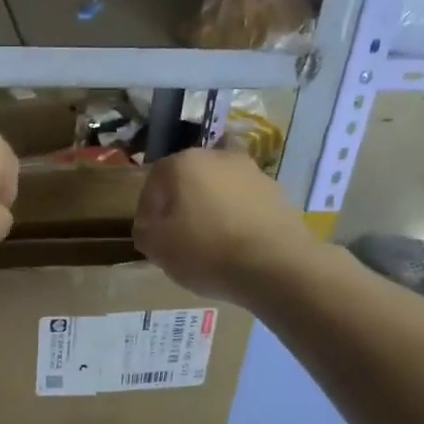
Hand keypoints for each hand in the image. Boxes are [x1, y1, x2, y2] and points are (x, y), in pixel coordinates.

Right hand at [133, 149, 318, 303]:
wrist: (277, 266)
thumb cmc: (206, 251)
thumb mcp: (158, 248)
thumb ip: (144, 232)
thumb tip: (150, 227)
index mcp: (183, 163)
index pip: (153, 182)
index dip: (147, 212)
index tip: (151, 238)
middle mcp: (218, 156)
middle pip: (188, 182)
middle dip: (181, 207)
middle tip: (178, 240)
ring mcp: (253, 173)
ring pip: (219, 192)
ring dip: (211, 212)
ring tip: (210, 247)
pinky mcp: (278, 194)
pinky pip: (245, 206)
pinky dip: (237, 221)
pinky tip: (237, 248)